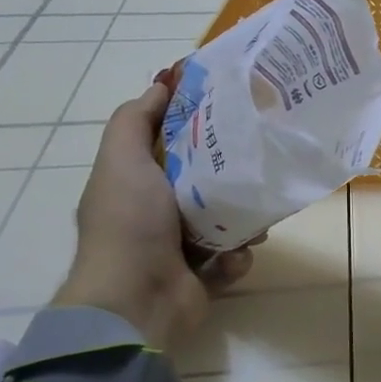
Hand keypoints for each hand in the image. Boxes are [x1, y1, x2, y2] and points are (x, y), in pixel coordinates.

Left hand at [55, 84, 252, 349]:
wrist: (137, 298)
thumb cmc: (130, 223)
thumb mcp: (121, 159)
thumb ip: (135, 120)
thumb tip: (160, 83)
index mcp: (136, 182)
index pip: (171, 144)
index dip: (197, 125)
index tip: (231, 110)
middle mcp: (157, 212)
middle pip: (206, 181)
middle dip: (232, 177)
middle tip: (258, 168)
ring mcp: (180, 247)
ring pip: (227, 221)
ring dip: (242, 222)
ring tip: (253, 224)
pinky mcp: (203, 276)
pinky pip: (232, 257)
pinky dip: (236, 258)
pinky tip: (233, 258)